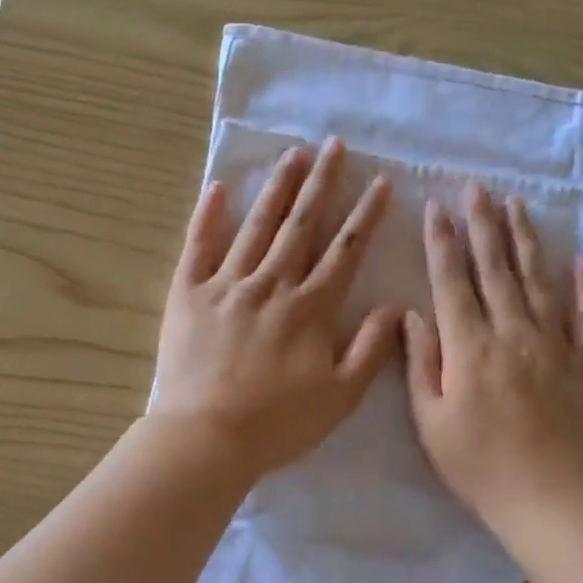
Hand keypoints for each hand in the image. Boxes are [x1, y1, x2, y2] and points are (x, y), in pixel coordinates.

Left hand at [150, 138, 400, 479]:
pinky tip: (218, 187)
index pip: (345, 251)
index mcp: (310, 308)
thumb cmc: (278, 423)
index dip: (365, 215)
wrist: (206, 437)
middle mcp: (271, 285)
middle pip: (301, 225)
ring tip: (292, 154)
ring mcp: (226, 285)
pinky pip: (198, 247)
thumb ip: (370, 349)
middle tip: (333, 145)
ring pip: (257, 227)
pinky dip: (208, 216)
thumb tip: (394, 307)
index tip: (379, 181)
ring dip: (276, 188)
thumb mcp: (340, 397)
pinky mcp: (187, 295)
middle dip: (321, 183)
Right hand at [402, 182, 582, 533]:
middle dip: (483, 225)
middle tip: (477, 188)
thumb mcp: (431, 422)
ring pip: (539, 280)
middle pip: (496, 269)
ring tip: (517, 205)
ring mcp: (555, 345)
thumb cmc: (479, 466)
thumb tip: (411, 315)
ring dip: (526, 240)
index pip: (453, 281)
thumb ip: (420, 364)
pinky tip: (582, 261)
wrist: (550, 500)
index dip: (442, 242)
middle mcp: (513, 333)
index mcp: (470, 348)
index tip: (437, 207)